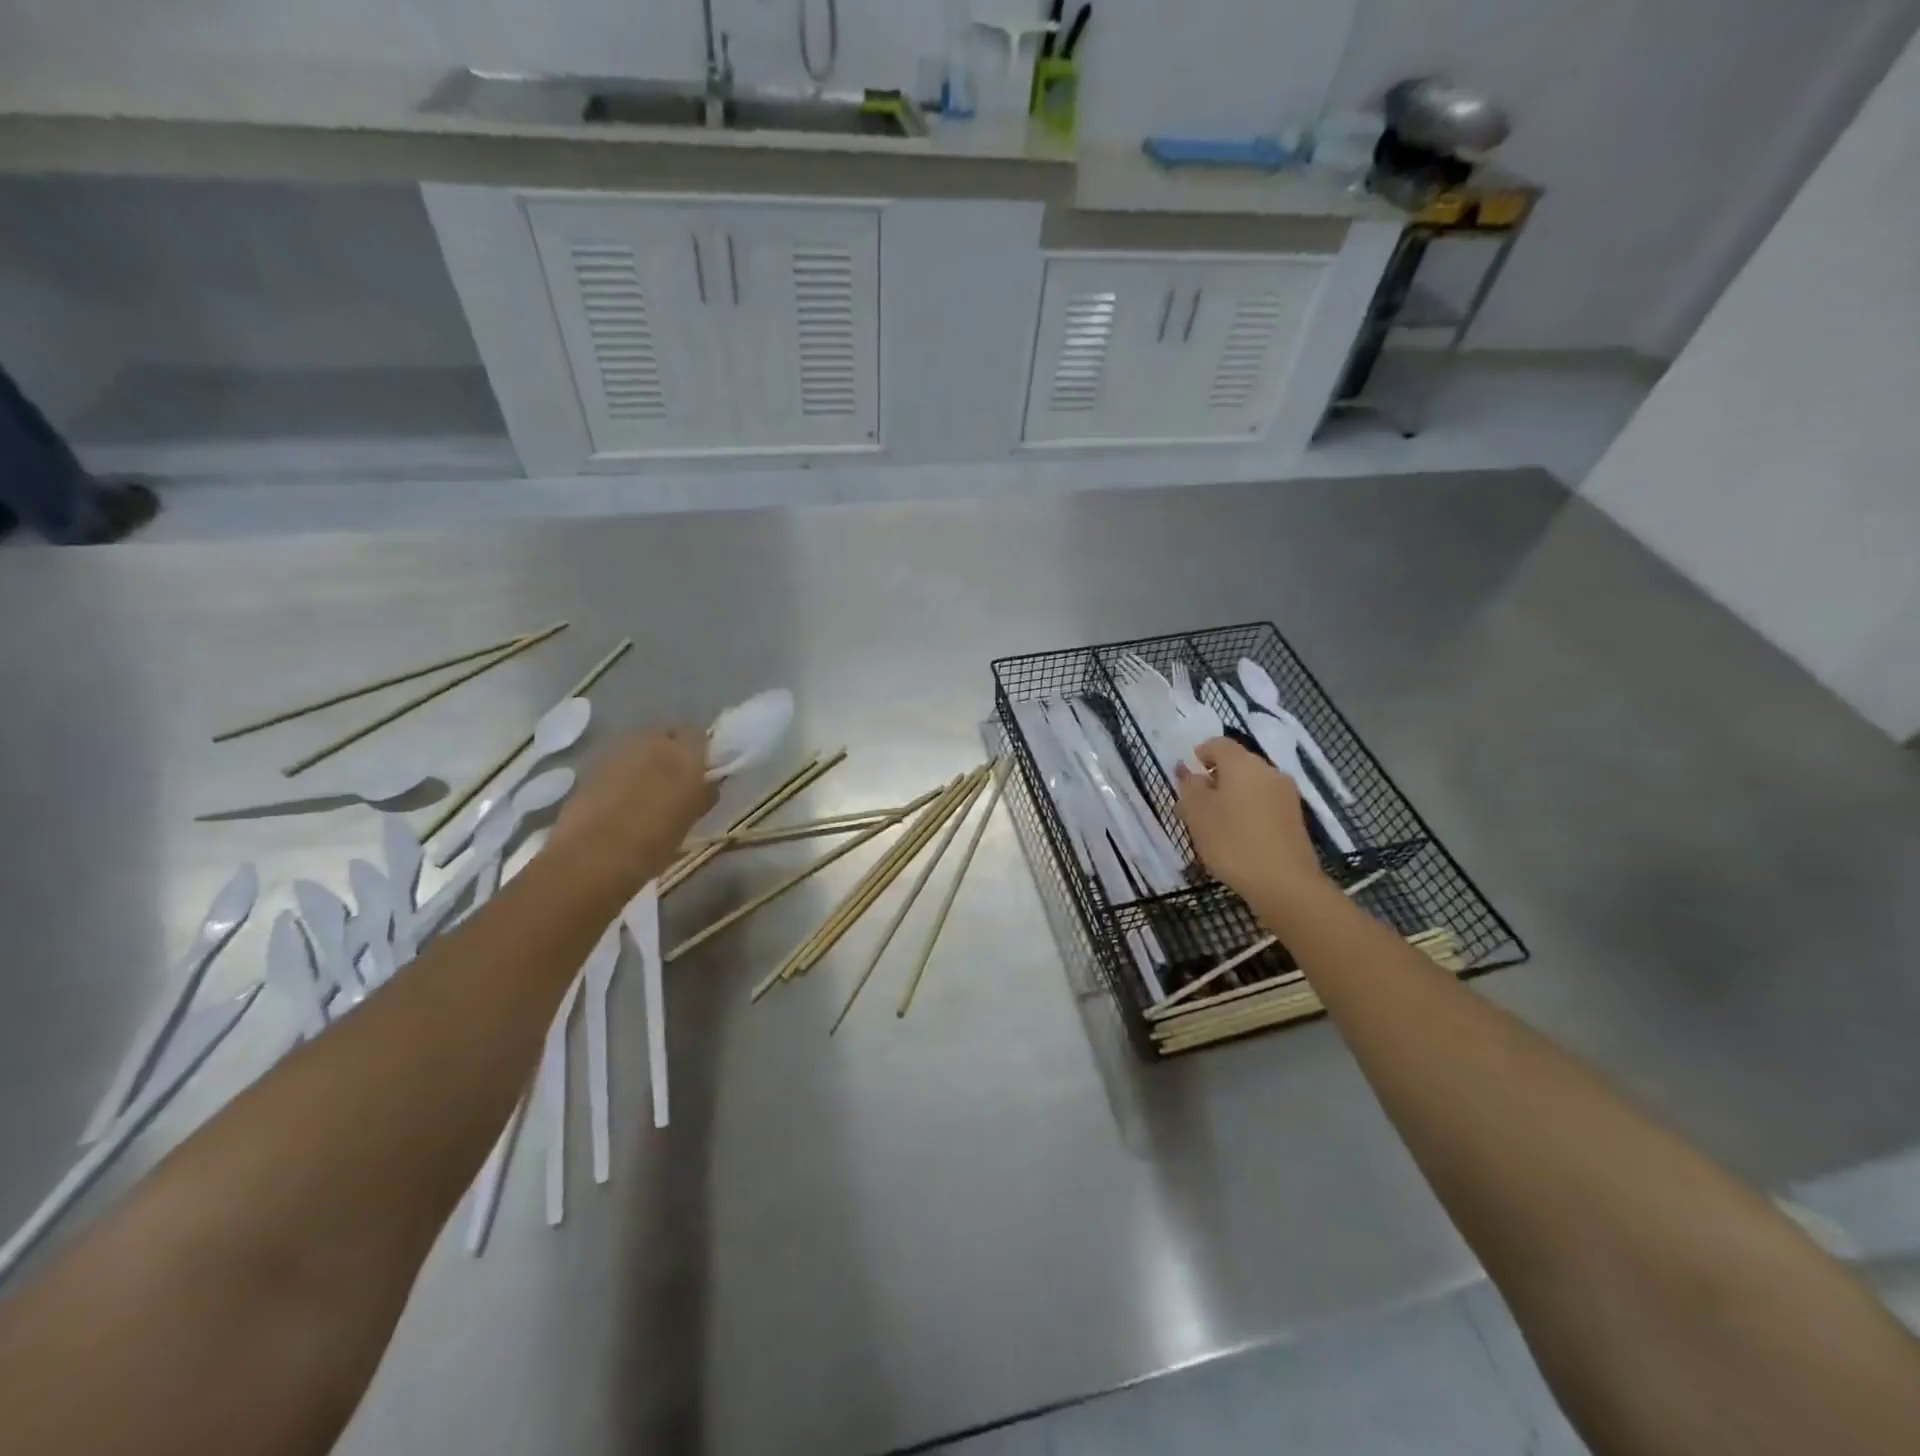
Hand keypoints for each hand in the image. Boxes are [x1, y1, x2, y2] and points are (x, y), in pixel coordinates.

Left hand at [549, 727, 717, 890]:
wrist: (592, 857)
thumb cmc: (654, 843)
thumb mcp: (691, 821)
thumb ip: (703, 794)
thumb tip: (708, 784)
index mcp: (685, 753)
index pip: (700, 735)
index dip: (699, 752)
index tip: (701, 772)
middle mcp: (652, 741)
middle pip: (666, 734)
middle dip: (670, 750)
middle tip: (674, 779)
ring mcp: (618, 751)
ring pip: (639, 745)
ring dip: (645, 760)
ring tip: (646, 789)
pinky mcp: (591, 765)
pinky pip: (616, 761)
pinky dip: (621, 773)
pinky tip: (620, 798)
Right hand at [1174, 737, 1324, 903]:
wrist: (1284, 882)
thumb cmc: (1232, 841)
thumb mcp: (1197, 812)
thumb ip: (1190, 786)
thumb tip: (1190, 772)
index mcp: (1242, 763)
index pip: (1218, 743)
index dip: (1200, 753)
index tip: (1188, 775)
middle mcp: (1268, 771)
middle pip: (1237, 764)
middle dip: (1215, 778)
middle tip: (1195, 803)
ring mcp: (1285, 794)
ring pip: (1251, 785)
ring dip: (1231, 796)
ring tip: (1214, 824)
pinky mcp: (1295, 818)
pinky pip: (1264, 804)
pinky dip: (1247, 811)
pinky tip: (1237, 835)